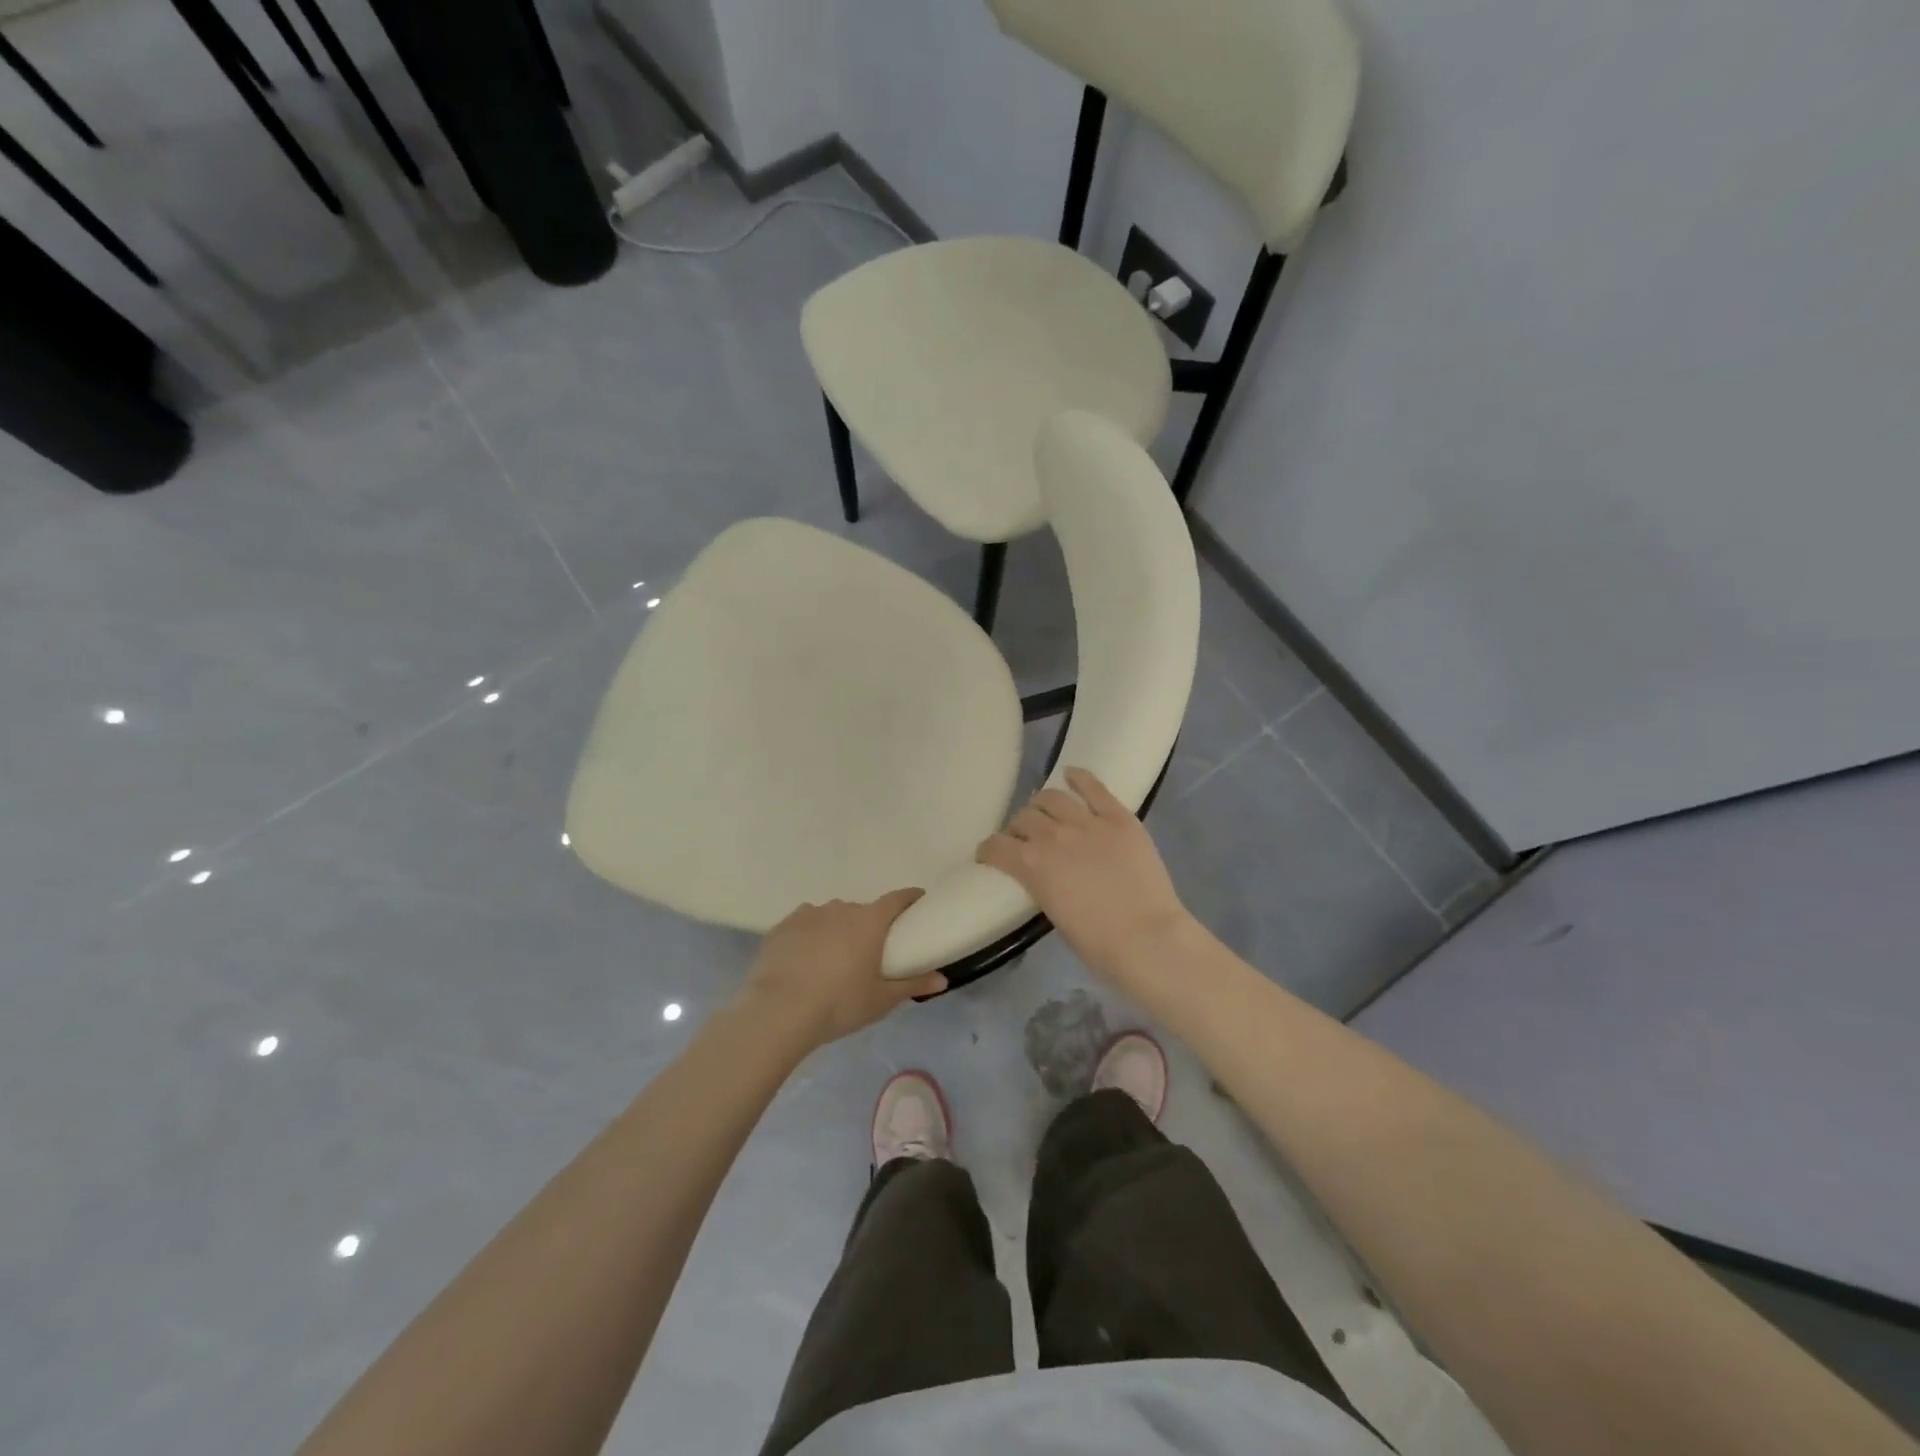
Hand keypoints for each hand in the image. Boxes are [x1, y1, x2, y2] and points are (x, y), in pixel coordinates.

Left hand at [737, 889, 944, 1051]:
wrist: (778, 1011)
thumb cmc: (839, 1003)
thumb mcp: (881, 1000)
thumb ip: (913, 984)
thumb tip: (943, 979)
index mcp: (869, 921)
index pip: (897, 898)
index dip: (910, 899)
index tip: (917, 906)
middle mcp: (841, 908)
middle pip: (863, 911)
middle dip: (869, 926)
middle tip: (869, 954)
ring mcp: (809, 914)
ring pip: (831, 916)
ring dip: (837, 931)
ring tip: (832, 961)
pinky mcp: (782, 926)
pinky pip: (804, 924)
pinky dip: (809, 936)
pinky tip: (804, 961)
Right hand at [977, 767, 1194, 979]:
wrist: (1148, 939)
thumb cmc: (1098, 944)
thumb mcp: (1053, 914)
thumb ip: (1042, 886)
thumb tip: (1044, 876)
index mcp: (1031, 865)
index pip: (996, 846)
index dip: (990, 850)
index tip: (992, 855)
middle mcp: (1053, 835)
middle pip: (1024, 818)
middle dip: (1019, 828)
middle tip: (1027, 839)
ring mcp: (1087, 822)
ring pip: (1052, 797)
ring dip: (1042, 804)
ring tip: (1047, 812)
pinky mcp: (1118, 817)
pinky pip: (1093, 787)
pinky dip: (1079, 778)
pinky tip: (1071, 776)